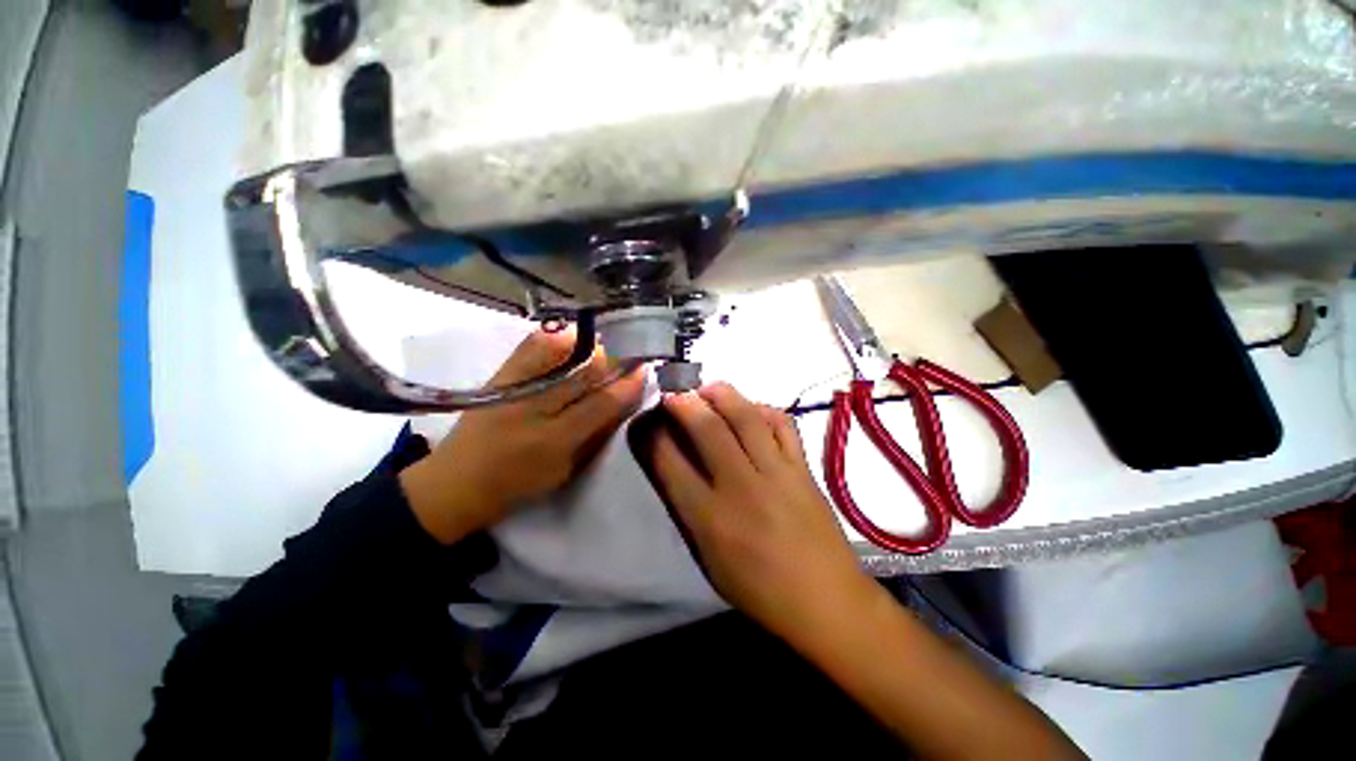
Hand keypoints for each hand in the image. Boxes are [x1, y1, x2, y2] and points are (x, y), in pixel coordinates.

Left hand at [400, 329, 644, 543]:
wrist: (455, 483)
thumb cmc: (517, 484)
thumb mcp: (564, 470)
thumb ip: (594, 436)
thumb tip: (621, 404)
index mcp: (555, 440)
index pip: (602, 404)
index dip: (627, 384)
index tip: (645, 370)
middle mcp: (534, 408)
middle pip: (584, 373)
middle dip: (613, 359)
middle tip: (632, 352)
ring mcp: (514, 387)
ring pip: (560, 353)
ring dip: (588, 345)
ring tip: (605, 345)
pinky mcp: (498, 377)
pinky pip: (531, 346)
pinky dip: (555, 339)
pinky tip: (571, 337)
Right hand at [652, 382, 872, 642]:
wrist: (826, 602)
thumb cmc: (759, 589)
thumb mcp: (709, 558)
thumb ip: (688, 508)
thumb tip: (674, 464)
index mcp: (710, 519)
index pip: (669, 463)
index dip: (651, 434)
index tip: (646, 418)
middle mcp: (741, 488)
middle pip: (706, 429)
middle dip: (683, 402)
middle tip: (674, 391)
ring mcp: (777, 473)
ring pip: (745, 417)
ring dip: (722, 394)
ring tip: (708, 388)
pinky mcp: (803, 468)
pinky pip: (782, 425)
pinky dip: (764, 409)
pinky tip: (752, 408)